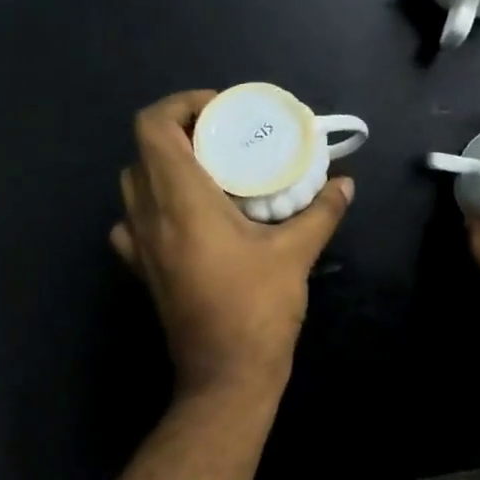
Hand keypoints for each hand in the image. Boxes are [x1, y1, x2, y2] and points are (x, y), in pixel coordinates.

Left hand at [112, 90, 354, 398]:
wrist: (225, 375)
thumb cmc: (257, 309)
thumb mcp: (296, 254)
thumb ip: (321, 211)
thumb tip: (345, 184)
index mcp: (180, 200)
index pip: (154, 125)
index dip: (182, 105)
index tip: (222, 113)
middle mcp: (148, 215)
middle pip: (144, 149)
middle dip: (180, 133)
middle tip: (224, 140)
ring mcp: (138, 245)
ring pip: (134, 183)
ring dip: (165, 166)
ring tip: (209, 174)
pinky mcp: (141, 270)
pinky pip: (134, 221)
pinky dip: (154, 206)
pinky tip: (187, 219)